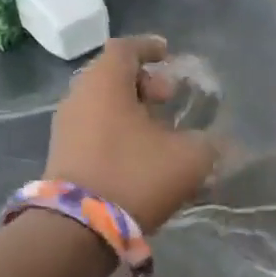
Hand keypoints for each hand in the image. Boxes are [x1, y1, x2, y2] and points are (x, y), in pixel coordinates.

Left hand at [45, 36, 217, 231]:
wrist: (78, 229)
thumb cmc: (135, 176)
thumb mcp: (189, 158)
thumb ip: (207, 142)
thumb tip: (212, 141)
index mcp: (105, 83)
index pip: (125, 48)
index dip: (150, 47)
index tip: (169, 52)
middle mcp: (79, 97)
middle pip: (111, 76)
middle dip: (144, 82)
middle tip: (170, 96)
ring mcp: (66, 128)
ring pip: (102, 105)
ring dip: (131, 110)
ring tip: (160, 128)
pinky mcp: (63, 156)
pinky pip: (95, 130)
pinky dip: (119, 131)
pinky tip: (142, 152)